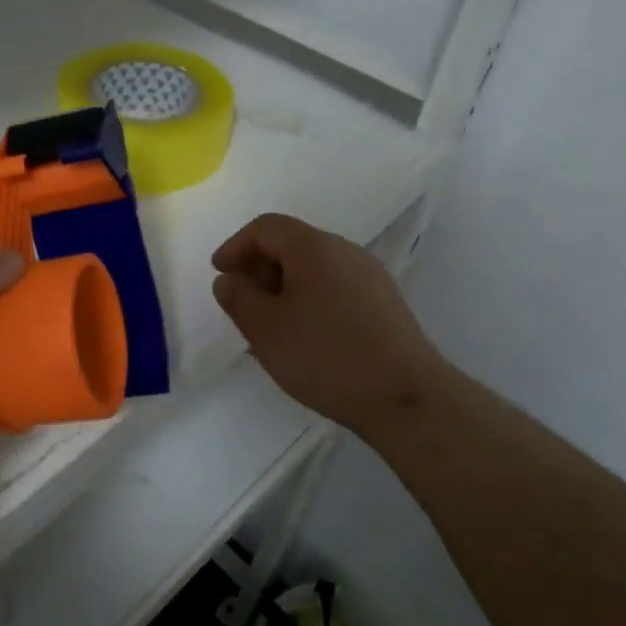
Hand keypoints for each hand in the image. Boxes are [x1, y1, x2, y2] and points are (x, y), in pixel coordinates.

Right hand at [212, 213, 450, 438]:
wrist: (406, 398)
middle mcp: (346, 252)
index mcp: (314, 247)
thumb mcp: (265, 328)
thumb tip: (230, 279)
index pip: (265, 227)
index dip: (235, 246)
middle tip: (241, 305)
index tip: (219, 276)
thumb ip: (238, 298)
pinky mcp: (384, 307)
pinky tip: (302, 341)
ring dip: (283, 291)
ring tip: (267, 329)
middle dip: (258, 269)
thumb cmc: (326, 355)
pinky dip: (308, 304)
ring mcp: (370, 279)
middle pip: (292, 245)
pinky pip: (334, 291)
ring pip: (314, 271)